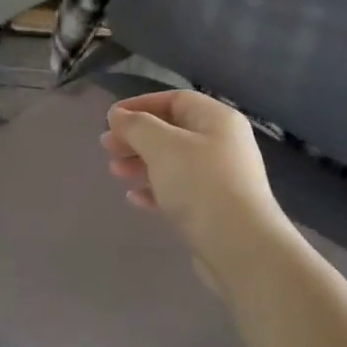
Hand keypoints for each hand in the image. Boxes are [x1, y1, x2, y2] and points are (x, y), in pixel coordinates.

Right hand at [101, 90, 285, 270]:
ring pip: (173, 162)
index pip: (175, 100)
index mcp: (217, 120)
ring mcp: (220, 178)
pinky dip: (155, 190)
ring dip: (141, 163)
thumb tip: (118, 114)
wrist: (240, 247)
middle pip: (172, 131)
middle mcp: (222, 144)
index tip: (110, 119)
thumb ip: (136, 125)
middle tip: (107, 148)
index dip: (140, 105)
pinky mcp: (214, 208)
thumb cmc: (200, 185)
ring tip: (115, 172)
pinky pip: (179, 190)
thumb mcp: (162, 146)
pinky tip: (134, 199)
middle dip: (136, 137)